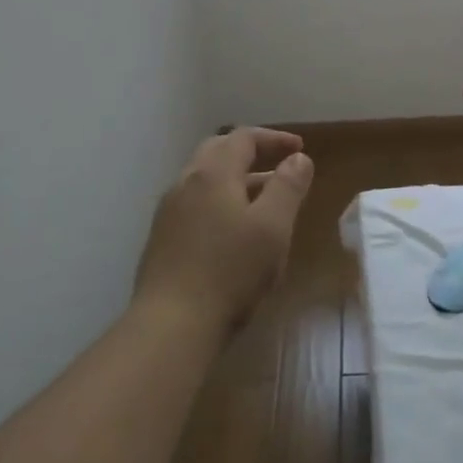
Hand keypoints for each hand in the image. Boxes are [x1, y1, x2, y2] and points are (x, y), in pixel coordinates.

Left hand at [133, 128, 314, 337]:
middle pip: (218, 152)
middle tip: (278, 165)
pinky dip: (220, 203)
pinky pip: (196, 206)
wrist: (171, 325)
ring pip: (205, 181)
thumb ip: (288, 187)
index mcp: (212, 174)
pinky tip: (234, 232)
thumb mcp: (273, 227)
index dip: (274, 139)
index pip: (243, 138)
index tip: (299, 149)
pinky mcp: (162, 240)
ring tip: (264, 200)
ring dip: (236, 181)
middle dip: (251, 153)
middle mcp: (185, 184)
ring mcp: (169, 212)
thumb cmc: (231, 271)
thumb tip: (298, 158)